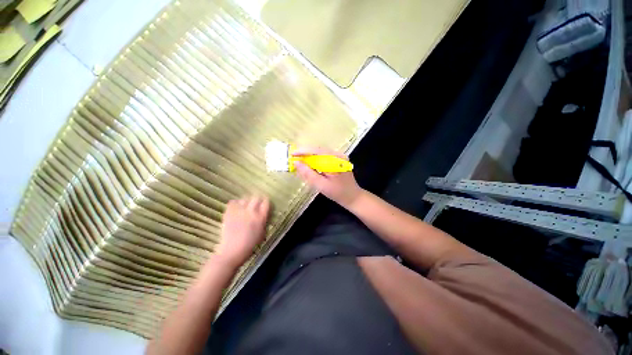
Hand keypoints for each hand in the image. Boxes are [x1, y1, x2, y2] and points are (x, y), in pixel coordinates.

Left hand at [216, 196, 269, 267]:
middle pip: (256, 198)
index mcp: (261, 217)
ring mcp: (239, 212)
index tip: (265, 203)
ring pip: (244, 199)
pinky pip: (232, 202)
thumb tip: (264, 214)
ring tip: (245, 207)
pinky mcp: (228, 213)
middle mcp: (251, 212)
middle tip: (256, 204)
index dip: (266, 201)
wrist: (232, 252)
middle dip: (257, 200)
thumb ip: (263, 221)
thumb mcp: (262, 233)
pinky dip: (235, 203)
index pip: (266, 202)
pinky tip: (236, 208)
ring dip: (246, 202)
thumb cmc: (250, 245)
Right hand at [293, 147, 362, 207]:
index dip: (303, 151)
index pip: (317, 151)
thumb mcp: (321, 185)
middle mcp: (338, 155)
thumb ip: (308, 174)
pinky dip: (316, 161)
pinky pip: (324, 158)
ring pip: (321, 154)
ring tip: (299, 162)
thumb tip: (296, 163)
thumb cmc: (338, 193)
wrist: (353, 197)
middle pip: (318, 151)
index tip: (292, 154)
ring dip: (310, 157)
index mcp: (336, 160)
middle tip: (294, 159)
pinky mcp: (338, 161)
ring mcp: (339, 157)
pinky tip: (309, 166)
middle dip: (306, 154)